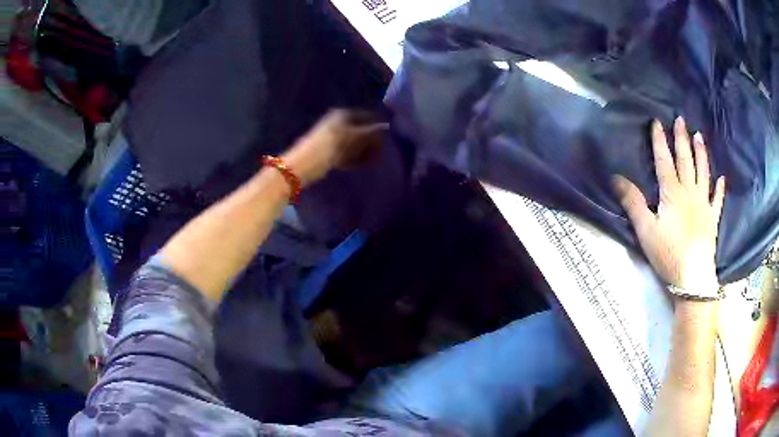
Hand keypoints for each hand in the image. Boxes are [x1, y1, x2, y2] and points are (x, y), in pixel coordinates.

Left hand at [283, 109, 387, 185]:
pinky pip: (347, 152)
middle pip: (363, 130)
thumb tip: (385, 128)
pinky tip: (354, 166)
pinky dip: (353, 158)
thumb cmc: (328, 148)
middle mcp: (339, 122)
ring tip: (367, 163)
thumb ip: (371, 132)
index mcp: (344, 114)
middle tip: (378, 156)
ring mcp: (333, 136)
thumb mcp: (353, 138)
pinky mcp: (329, 149)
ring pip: (356, 143)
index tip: (386, 143)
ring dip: (363, 153)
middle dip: (371, 143)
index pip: (369, 117)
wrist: (301, 166)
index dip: (379, 128)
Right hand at [613, 117, 725, 289]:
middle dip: (682, 139)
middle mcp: (690, 192)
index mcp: (673, 193)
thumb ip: (633, 203)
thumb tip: (616, 178)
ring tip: (699, 136)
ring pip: (703, 173)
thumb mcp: (645, 230)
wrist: (693, 277)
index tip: (657, 122)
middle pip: (686, 161)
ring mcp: (704, 204)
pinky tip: (721, 179)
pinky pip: (717, 200)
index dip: (660, 141)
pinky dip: (720, 189)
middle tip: (681, 119)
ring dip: (701, 154)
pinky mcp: (712, 219)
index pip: (665, 161)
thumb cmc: (668, 253)